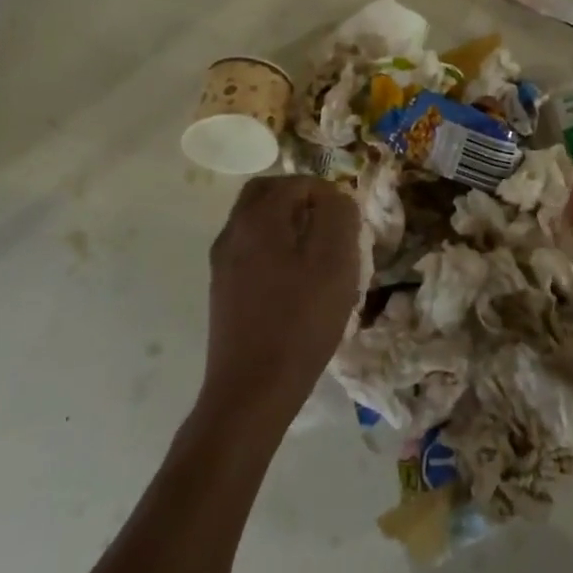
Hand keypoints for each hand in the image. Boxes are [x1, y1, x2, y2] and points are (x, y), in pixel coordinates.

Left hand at [205, 175, 361, 429]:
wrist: (252, 390)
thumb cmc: (300, 321)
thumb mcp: (336, 261)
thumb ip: (338, 216)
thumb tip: (335, 197)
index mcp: (258, 219)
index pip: (296, 182)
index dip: (328, 194)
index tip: (349, 222)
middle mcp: (232, 233)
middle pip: (266, 194)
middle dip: (301, 199)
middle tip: (331, 224)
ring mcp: (223, 263)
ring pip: (257, 222)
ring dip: (289, 224)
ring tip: (320, 254)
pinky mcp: (223, 290)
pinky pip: (252, 249)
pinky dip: (276, 248)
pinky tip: (299, 281)